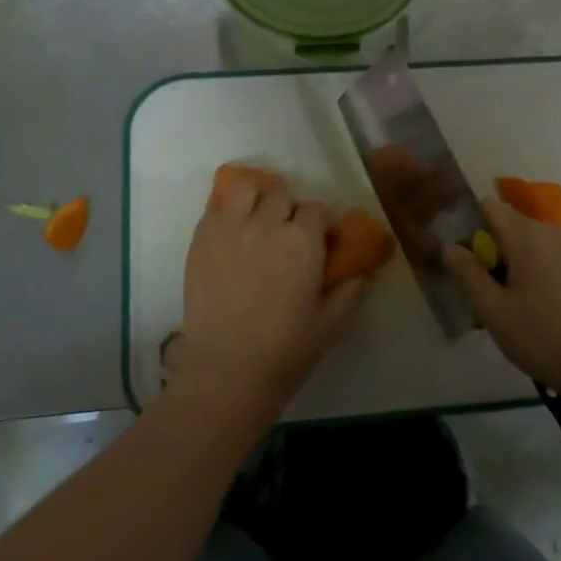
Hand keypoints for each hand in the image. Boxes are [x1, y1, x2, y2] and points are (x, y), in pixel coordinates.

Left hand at [175, 174, 365, 419]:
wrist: (226, 370)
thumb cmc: (286, 350)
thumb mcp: (331, 324)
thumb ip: (349, 291)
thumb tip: (360, 272)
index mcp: (303, 240)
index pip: (317, 209)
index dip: (322, 224)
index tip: (323, 241)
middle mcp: (266, 224)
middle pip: (282, 195)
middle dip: (290, 209)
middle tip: (289, 235)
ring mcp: (229, 229)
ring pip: (245, 189)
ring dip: (256, 199)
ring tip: (257, 221)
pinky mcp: (200, 240)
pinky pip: (215, 208)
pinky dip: (227, 212)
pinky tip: (232, 234)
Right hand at [444, 198, 560, 401]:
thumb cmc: (541, 337)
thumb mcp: (492, 310)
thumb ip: (467, 273)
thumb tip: (450, 246)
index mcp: (527, 236)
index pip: (490, 207)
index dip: (472, 227)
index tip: (468, 261)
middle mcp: (553, 231)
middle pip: (512, 225)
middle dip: (495, 250)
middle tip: (489, 292)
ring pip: (534, 242)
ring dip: (518, 262)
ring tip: (515, 303)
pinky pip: (554, 255)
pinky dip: (541, 269)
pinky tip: (543, 306)